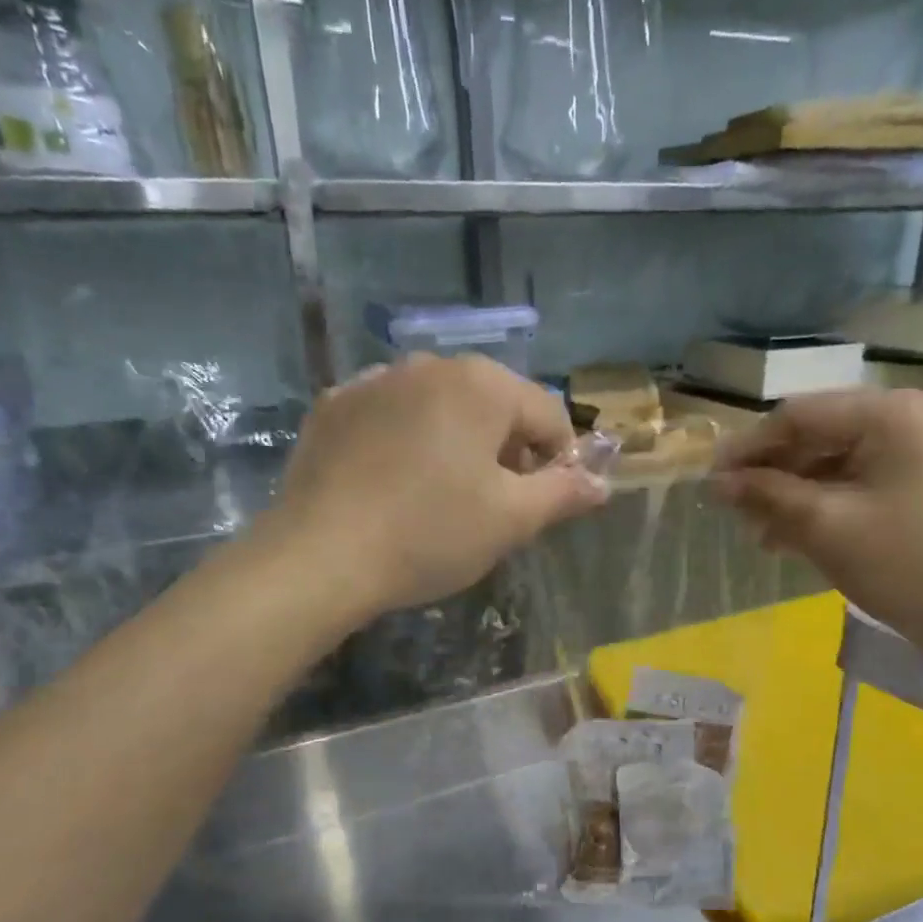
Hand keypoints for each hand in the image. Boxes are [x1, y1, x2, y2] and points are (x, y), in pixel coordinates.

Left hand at [264, 354, 607, 616]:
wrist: (320, 557)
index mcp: (481, 384)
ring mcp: (374, 380)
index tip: (547, 503)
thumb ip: (564, 493)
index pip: (548, 414)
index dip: (560, 459)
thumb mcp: (511, 520)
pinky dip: (408, 443)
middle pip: (494, 405)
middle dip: (508, 450)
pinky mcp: (333, 407)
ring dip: (458, 445)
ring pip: (441, 408)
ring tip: (445, 498)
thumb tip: (602, 483)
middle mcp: (428, 365)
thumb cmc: (430, 534)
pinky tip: (396, 486)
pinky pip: (392, 417)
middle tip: (497, 505)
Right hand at [714, 389, 922, 655]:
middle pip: (813, 437)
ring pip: (828, 463)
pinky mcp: (910, 484)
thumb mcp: (824, 527)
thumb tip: (717, 482)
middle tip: (731, 511)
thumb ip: (767, 495)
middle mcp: (900, 419)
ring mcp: (909, 452)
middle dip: (769, 474)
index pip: (797, 416)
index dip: (748, 448)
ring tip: (757, 532)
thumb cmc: (903, 564)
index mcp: (885, 413)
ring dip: (789, 494)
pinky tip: (787, 537)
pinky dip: (817, 506)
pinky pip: (849, 484)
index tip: (709, 482)